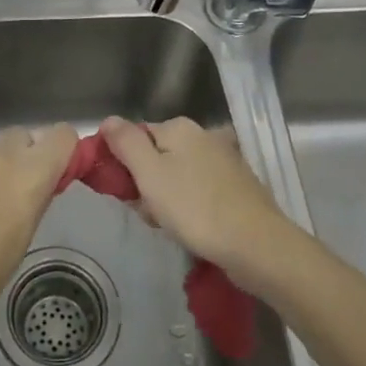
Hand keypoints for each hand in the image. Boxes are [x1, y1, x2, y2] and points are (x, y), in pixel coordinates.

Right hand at [99, 116, 299, 288]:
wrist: (256, 245)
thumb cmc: (195, 208)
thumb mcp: (149, 174)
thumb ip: (125, 143)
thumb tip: (108, 119)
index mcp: (179, 127)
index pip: (135, 137)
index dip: (123, 164)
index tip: (123, 192)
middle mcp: (204, 136)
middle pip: (157, 156)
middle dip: (146, 185)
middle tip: (148, 212)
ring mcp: (224, 160)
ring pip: (178, 176)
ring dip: (167, 200)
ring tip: (170, 226)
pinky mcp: (238, 186)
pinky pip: (200, 191)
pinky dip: (191, 207)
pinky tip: (192, 229)